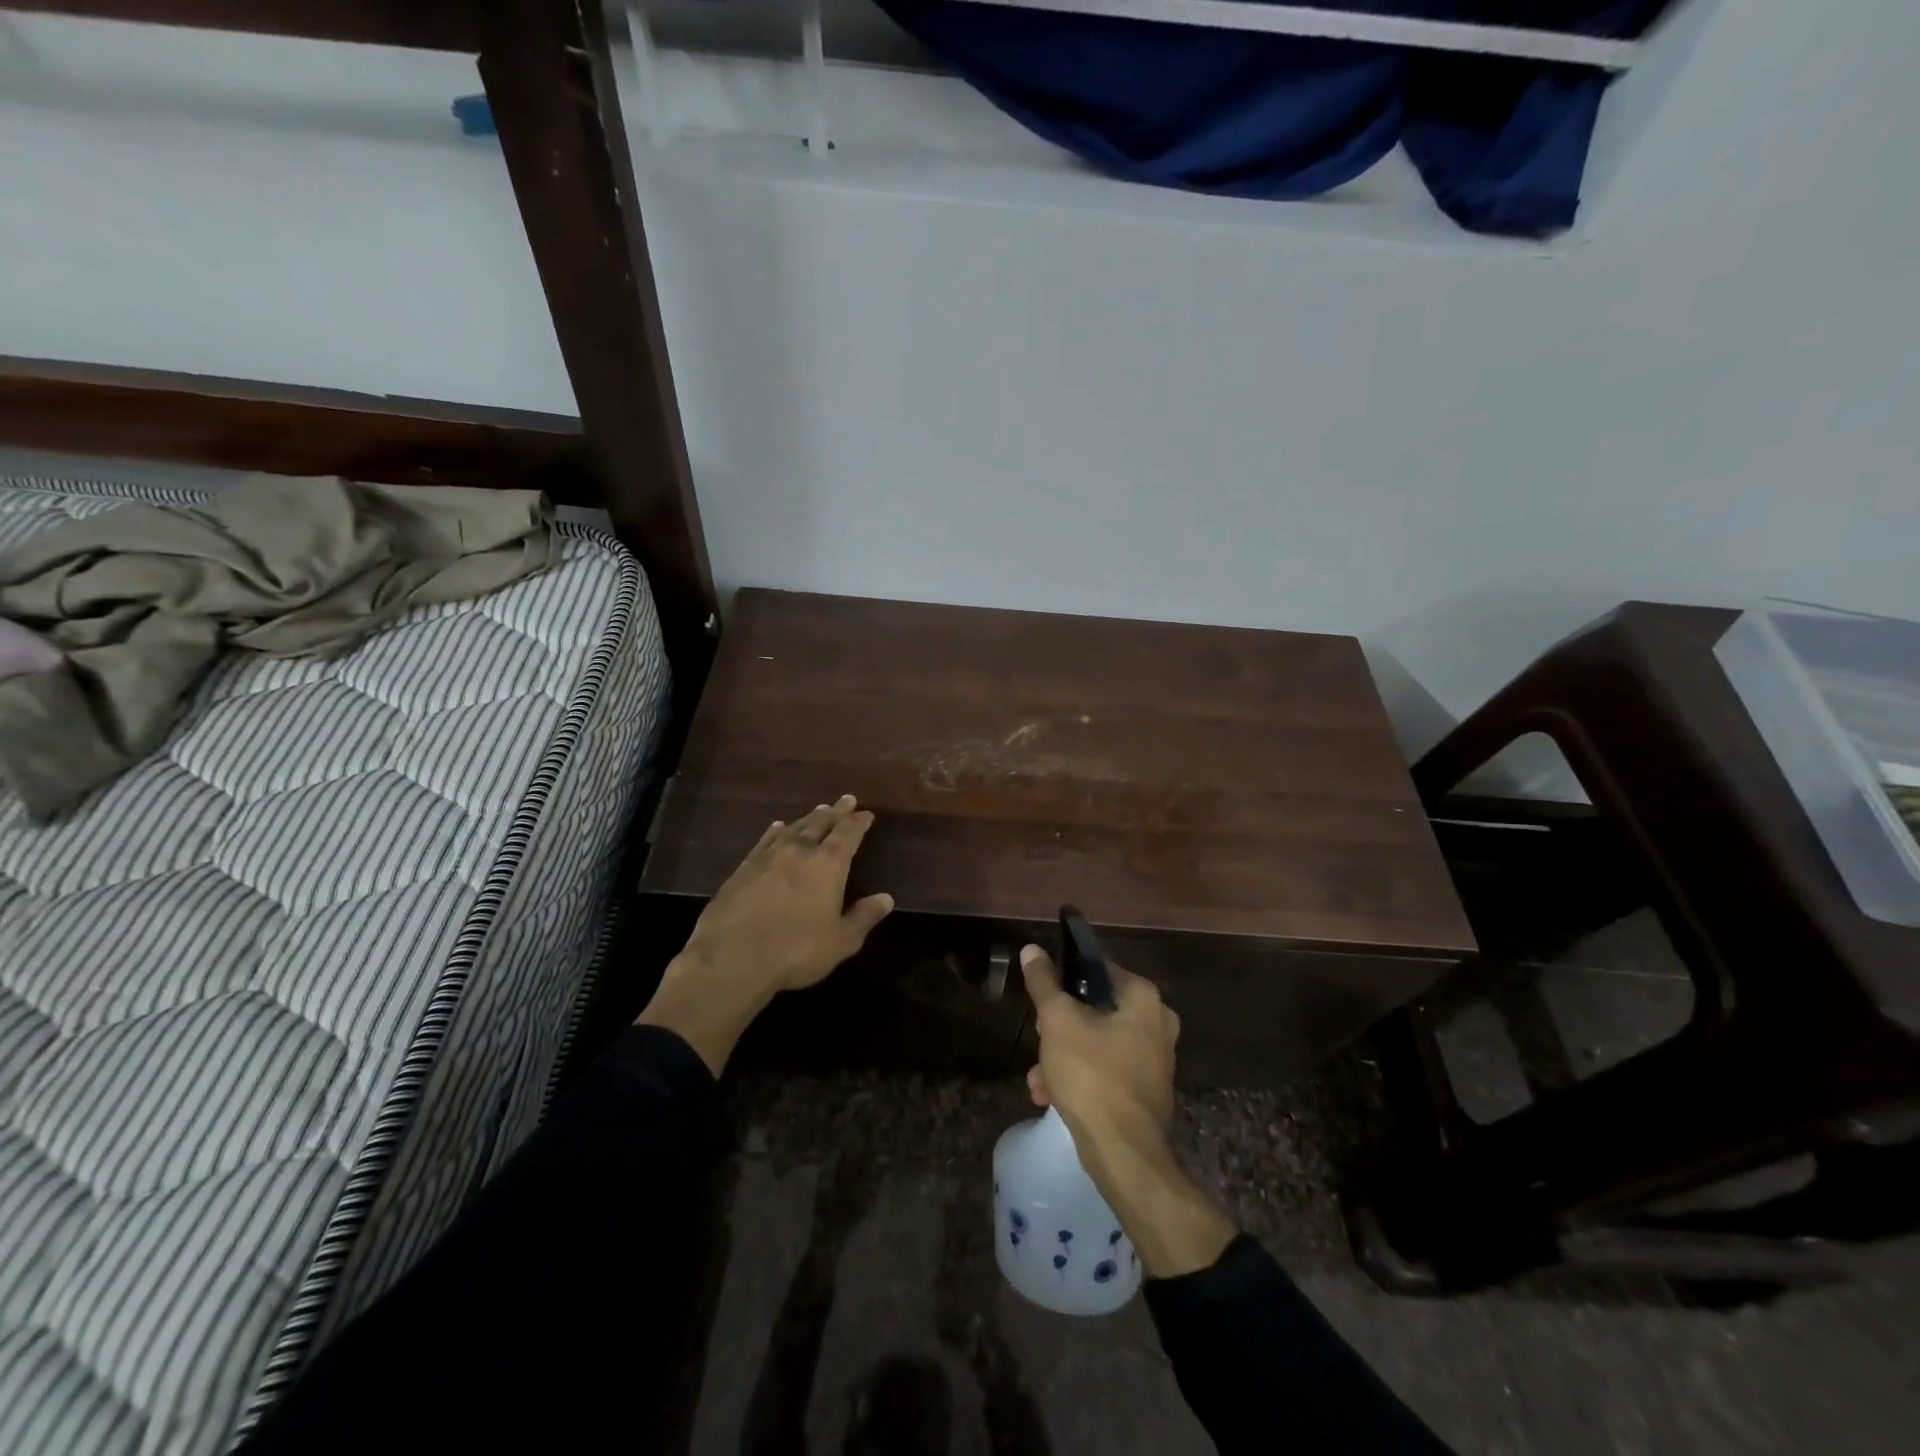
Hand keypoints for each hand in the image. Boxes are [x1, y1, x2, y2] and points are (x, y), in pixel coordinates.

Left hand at [639, 795, 893, 1074]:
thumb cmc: (795, 950)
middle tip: (845, 799)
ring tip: (818, 810)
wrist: (731, 958)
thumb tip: (886, 898)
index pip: (848, 834)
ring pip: (793, 829)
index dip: (858, 822)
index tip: (866, 813)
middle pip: (821, 823)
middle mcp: (799, 851)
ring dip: (808, 818)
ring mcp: (768, 857)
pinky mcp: (743, 869)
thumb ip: (863, 917)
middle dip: (836, 811)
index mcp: (827, 865)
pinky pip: (765, 841)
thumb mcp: (840, 941)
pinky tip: (777, 828)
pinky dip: (776, 831)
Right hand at [1020, 944, 1233, 1277]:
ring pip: (1097, 1042)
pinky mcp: (1146, 1090)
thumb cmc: (1092, 1075)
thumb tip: (1032, 949)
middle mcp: (1157, 1022)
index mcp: (1143, 998)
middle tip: (1039, 1038)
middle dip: (1060, 1026)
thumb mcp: (1058, 1022)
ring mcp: (1154, 1058)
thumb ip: (1044, 983)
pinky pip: (1106, 1069)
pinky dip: (1080, 1077)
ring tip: (1037, 1079)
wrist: (1123, 1153)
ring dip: (1063, 1056)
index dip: (1066, 979)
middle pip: (1096, 1007)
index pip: (1098, 968)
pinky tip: (1050, 1096)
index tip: (1043, 997)